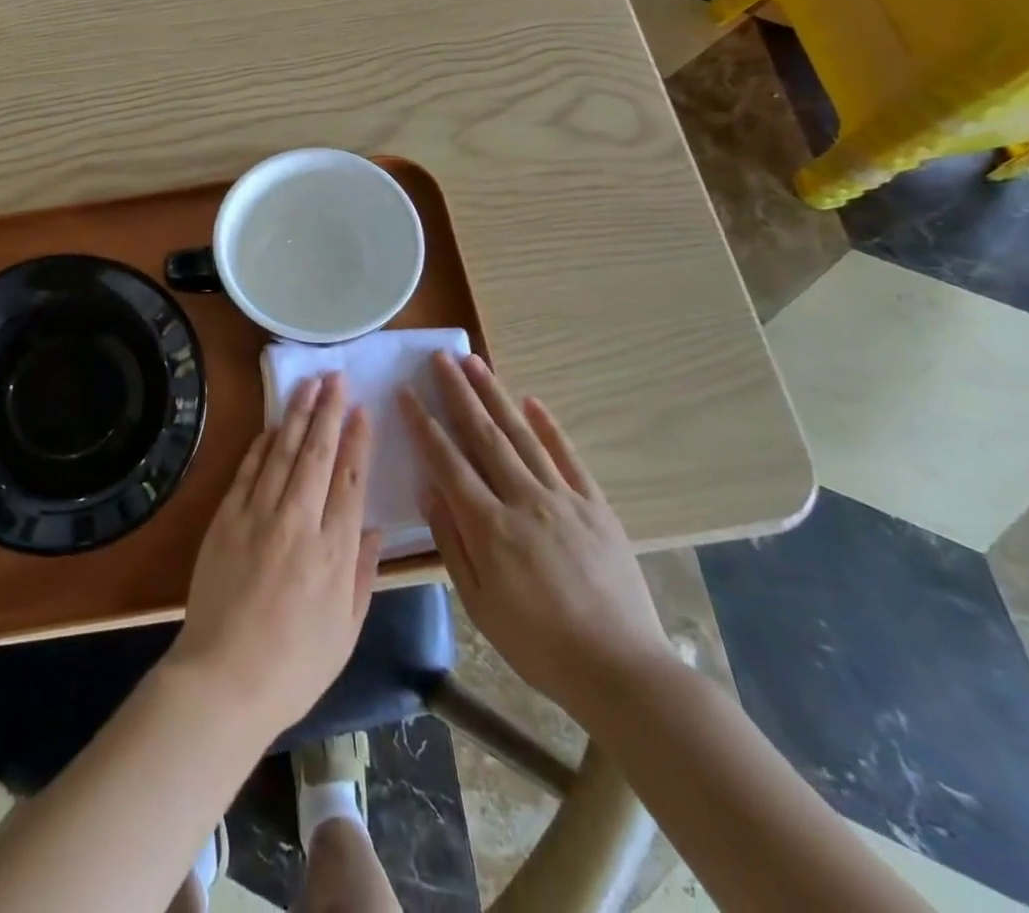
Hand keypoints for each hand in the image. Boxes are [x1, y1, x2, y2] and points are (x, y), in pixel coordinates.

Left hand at [168, 373, 381, 741]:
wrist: (224, 679)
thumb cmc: (294, 667)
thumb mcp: (346, 631)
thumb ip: (362, 575)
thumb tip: (374, 530)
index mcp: (334, 552)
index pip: (350, 480)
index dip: (357, 441)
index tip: (362, 410)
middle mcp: (298, 523)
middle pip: (317, 454)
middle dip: (328, 411)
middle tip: (336, 377)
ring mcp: (258, 516)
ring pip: (282, 453)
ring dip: (296, 415)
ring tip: (308, 385)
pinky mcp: (226, 518)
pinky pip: (247, 471)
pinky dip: (261, 445)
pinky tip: (272, 426)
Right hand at [401, 354, 668, 719]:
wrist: (621, 670)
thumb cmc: (538, 644)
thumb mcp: (479, 604)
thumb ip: (451, 543)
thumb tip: (429, 491)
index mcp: (489, 526)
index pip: (447, 461)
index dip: (423, 424)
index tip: (406, 392)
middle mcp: (523, 500)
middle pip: (484, 435)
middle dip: (458, 393)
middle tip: (440, 358)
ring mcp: (563, 499)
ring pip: (522, 435)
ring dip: (495, 396)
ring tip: (475, 362)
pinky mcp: (595, 506)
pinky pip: (568, 457)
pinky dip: (549, 427)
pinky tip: (532, 401)